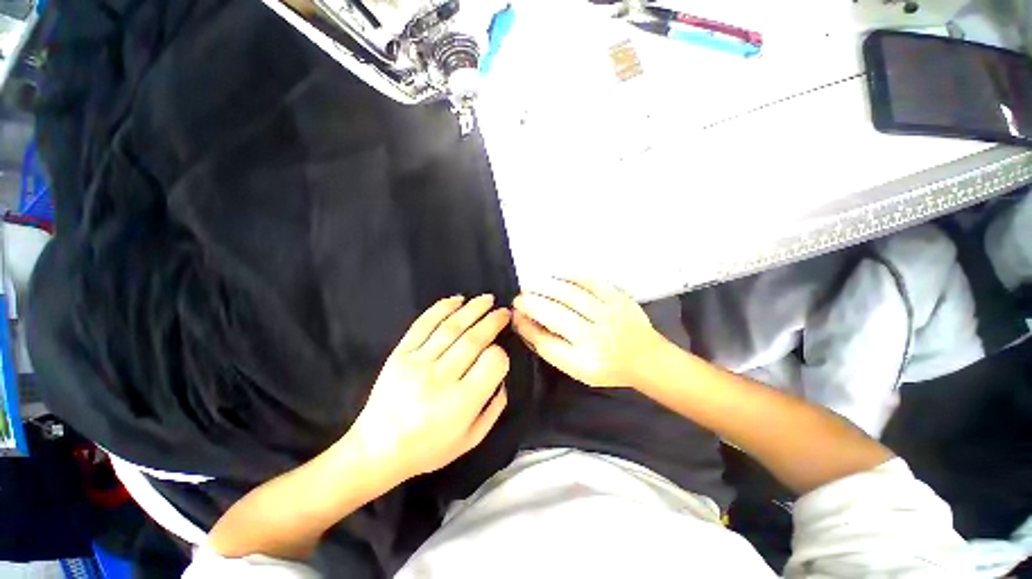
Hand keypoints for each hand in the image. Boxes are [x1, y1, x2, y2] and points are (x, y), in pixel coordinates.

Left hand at [350, 295, 510, 481]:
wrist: (377, 449)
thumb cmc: (428, 448)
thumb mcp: (470, 439)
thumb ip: (494, 407)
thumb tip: (501, 376)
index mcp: (460, 402)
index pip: (491, 363)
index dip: (501, 353)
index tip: (501, 352)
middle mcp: (440, 378)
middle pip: (473, 339)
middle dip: (493, 321)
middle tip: (504, 312)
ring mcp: (417, 363)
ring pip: (451, 328)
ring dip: (472, 309)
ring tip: (487, 299)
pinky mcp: (399, 354)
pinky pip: (423, 325)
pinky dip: (441, 309)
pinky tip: (457, 300)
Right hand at [512, 278, 665, 388]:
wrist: (645, 358)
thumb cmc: (606, 366)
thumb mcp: (575, 368)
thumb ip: (549, 347)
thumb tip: (524, 323)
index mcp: (583, 360)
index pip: (545, 342)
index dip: (526, 326)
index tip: (515, 314)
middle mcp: (595, 338)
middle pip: (555, 315)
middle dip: (532, 303)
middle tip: (519, 297)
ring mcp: (608, 315)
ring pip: (571, 295)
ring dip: (546, 287)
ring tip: (531, 284)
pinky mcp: (618, 298)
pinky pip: (591, 282)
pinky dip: (571, 276)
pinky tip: (557, 275)